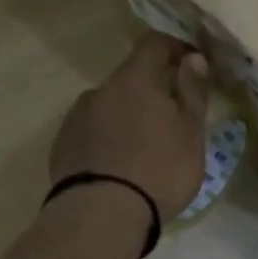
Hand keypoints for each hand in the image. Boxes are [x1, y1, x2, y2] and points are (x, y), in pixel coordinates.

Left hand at [50, 33, 209, 222]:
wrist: (103, 214)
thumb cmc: (160, 170)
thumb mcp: (191, 133)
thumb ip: (192, 92)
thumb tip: (194, 57)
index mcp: (135, 80)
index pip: (154, 44)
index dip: (175, 47)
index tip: (191, 62)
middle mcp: (100, 90)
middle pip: (130, 78)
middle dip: (152, 90)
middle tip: (173, 119)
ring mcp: (77, 117)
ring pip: (109, 106)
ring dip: (128, 117)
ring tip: (145, 149)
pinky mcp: (64, 145)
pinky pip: (93, 132)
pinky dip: (109, 139)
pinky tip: (120, 166)